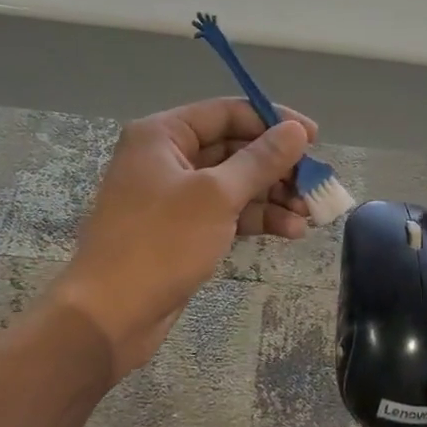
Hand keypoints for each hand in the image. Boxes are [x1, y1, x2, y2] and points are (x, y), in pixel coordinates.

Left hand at [53, 98, 316, 375]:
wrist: (111, 314)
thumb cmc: (160, 243)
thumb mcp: (217, 196)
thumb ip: (260, 160)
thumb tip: (297, 130)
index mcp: (163, 135)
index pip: (228, 112)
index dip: (273, 122)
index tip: (314, 139)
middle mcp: (167, 158)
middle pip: (235, 149)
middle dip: (278, 167)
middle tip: (316, 184)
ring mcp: (175, 196)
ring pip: (236, 184)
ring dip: (274, 196)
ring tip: (311, 214)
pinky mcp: (183, 230)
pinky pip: (228, 213)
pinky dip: (258, 219)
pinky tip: (291, 232)